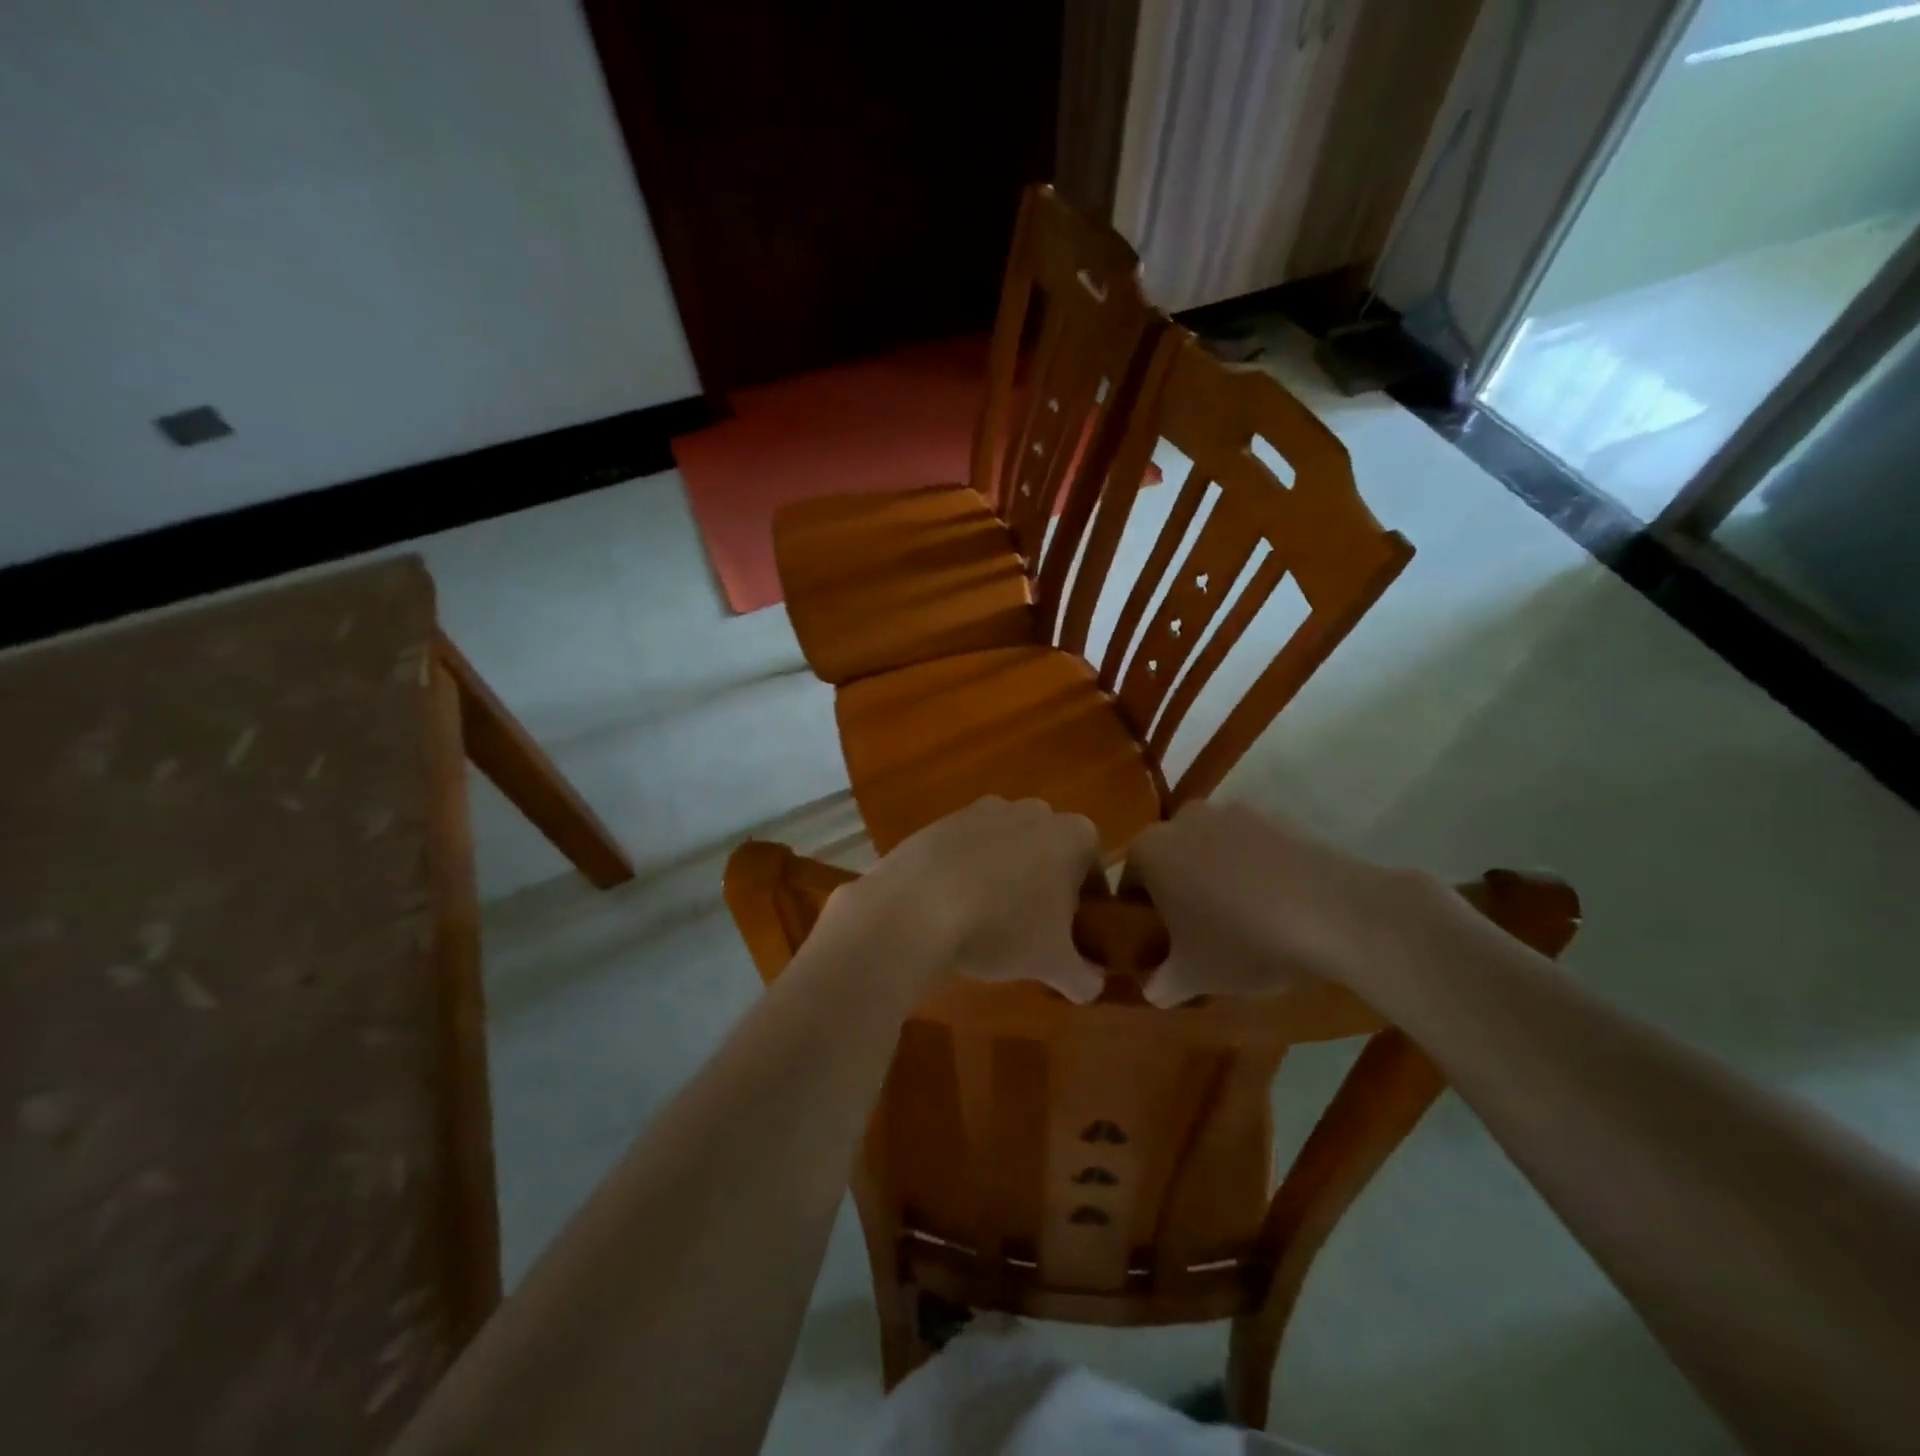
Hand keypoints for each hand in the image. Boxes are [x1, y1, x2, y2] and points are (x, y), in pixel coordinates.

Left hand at [826, 797, 1106, 1002]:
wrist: (918, 907)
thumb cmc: (1003, 928)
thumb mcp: (1053, 963)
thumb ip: (1084, 976)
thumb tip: (1092, 986)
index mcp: (1073, 835)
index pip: (1093, 870)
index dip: (1088, 905)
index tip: (1074, 935)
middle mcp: (1033, 811)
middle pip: (1050, 852)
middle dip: (1046, 885)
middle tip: (1034, 929)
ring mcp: (984, 810)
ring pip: (1008, 847)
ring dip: (1006, 875)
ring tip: (990, 919)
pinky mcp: (944, 820)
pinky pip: (968, 848)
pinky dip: (968, 871)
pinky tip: (955, 905)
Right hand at [1125, 801, 1441, 1007]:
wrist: (1333, 912)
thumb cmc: (1242, 941)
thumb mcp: (1193, 976)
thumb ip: (1161, 983)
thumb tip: (1153, 988)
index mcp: (1149, 851)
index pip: (1129, 885)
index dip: (1142, 919)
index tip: (1162, 947)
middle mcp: (1182, 819)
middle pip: (1169, 861)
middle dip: (1178, 893)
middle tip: (1198, 936)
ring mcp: (1231, 812)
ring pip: (1209, 851)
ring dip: (1216, 878)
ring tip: (1243, 921)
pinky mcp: (1275, 816)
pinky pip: (1250, 847)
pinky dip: (1253, 870)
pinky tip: (1275, 905)